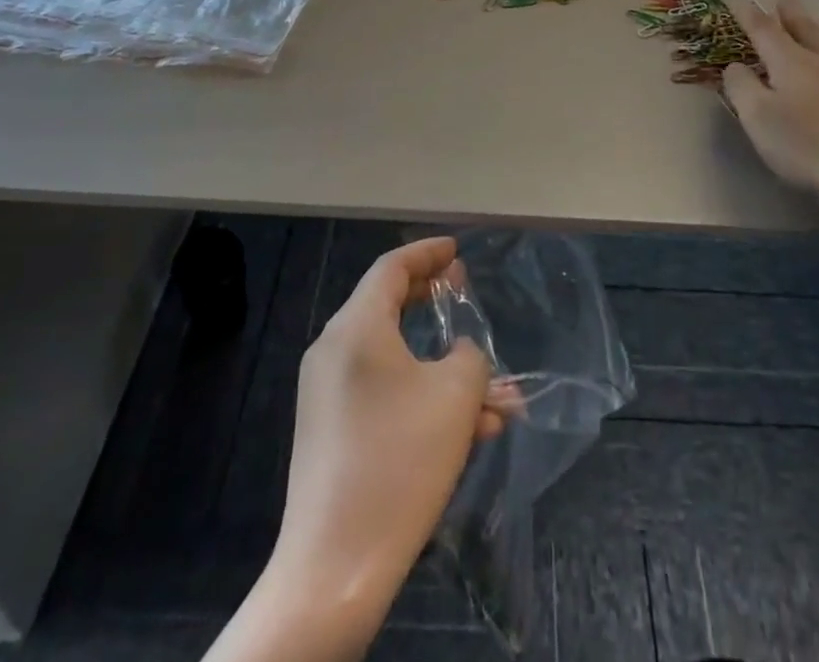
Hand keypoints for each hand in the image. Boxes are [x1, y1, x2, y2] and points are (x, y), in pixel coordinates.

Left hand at [275, 237, 501, 610]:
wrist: (335, 567)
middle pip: (387, 305)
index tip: (456, 251)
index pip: (391, 267)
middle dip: (432, 301)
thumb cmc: (400, 461)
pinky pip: (381, 393)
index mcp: (356, 328)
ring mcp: (326, 393)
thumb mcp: (455, 397)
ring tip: (492, 395)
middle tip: (464, 295)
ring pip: (393, 359)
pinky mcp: (329, 431)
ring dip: (441, 368)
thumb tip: (462, 353)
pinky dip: (420, 397)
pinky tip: (466, 431)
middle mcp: (333, 350)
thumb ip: (470, 357)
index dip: (427, 253)